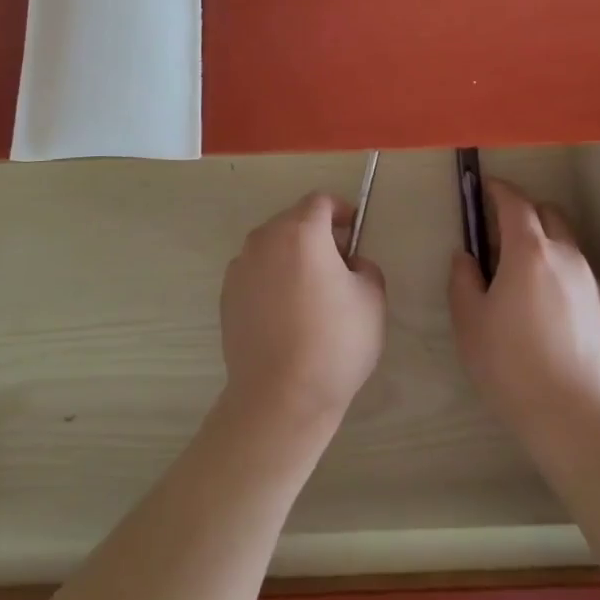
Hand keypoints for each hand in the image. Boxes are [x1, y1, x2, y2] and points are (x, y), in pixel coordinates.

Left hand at [221, 193, 385, 426]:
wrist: (279, 397)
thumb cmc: (334, 343)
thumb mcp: (372, 300)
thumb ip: (365, 267)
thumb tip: (349, 265)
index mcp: (301, 231)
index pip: (320, 201)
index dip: (341, 210)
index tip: (353, 231)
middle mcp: (265, 239)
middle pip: (293, 220)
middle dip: (316, 233)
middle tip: (338, 263)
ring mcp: (240, 267)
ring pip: (272, 246)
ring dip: (292, 255)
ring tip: (310, 291)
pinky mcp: (227, 295)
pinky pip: (255, 271)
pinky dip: (271, 278)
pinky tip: (285, 312)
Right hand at [449, 179, 599, 439]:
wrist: (574, 415)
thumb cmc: (511, 364)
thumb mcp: (470, 321)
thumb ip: (463, 279)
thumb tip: (467, 257)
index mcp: (529, 250)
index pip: (515, 203)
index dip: (497, 190)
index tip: (482, 188)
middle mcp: (564, 254)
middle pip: (546, 213)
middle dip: (522, 212)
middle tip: (497, 233)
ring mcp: (587, 279)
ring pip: (564, 240)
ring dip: (542, 238)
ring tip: (519, 268)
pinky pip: (575, 267)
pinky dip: (557, 264)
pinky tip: (542, 297)